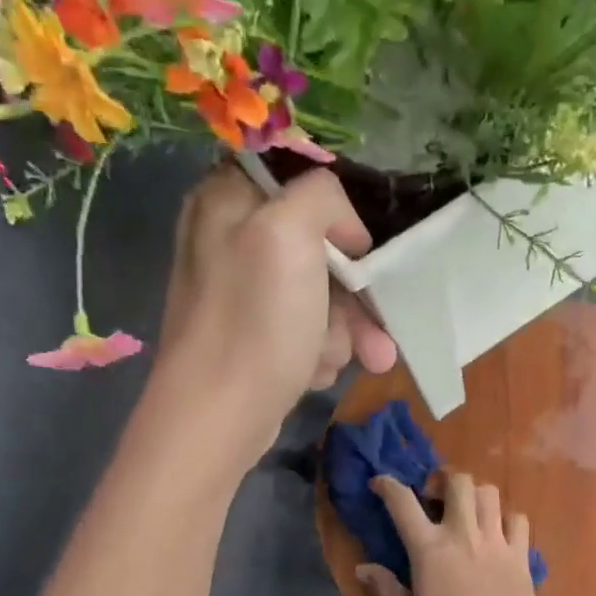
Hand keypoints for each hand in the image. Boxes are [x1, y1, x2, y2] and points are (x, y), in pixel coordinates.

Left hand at [152, 164, 395, 469]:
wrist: (219, 416)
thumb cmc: (255, 321)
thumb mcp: (289, 232)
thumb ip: (321, 195)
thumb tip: (345, 228)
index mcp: (227, 199)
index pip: (297, 180)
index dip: (335, 213)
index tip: (357, 248)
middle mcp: (231, 239)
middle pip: (318, 247)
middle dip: (352, 294)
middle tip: (376, 330)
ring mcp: (243, 292)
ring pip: (321, 295)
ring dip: (341, 331)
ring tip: (334, 361)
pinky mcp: (254, 335)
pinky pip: (306, 329)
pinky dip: (317, 351)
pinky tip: (311, 372)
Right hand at [359, 472, 547, 595]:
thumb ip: (388, 590)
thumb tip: (362, 568)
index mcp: (430, 550)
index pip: (403, 502)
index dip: (388, 485)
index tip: (380, 483)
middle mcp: (463, 535)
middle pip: (458, 481)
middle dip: (445, 480)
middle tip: (436, 497)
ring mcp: (496, 541)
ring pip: (489, 493)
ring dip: (475, 495)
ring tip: (468, 512)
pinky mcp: (521, 554)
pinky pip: (518, 518)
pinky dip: (507, 518)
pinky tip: (499, 533)